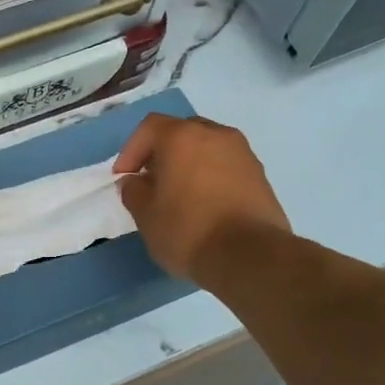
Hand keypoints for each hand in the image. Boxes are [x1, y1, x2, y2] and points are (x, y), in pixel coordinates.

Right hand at [114, 114, 289, 283]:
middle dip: (161, 153)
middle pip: (181, 132)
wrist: (250, 256)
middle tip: (151, 180)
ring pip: (206, 148)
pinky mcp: (260, 175)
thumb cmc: (188, 230)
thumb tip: (135, 182)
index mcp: (183, 138)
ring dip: (188, 164)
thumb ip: (133, 192)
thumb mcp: (145, 215)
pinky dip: (210, 176)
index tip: (124, 177)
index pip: (150, 128)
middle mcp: (216, 135)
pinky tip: (204, 204)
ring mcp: (243, 153)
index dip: (131, 150)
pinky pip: (226, 165)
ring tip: (178, 194)